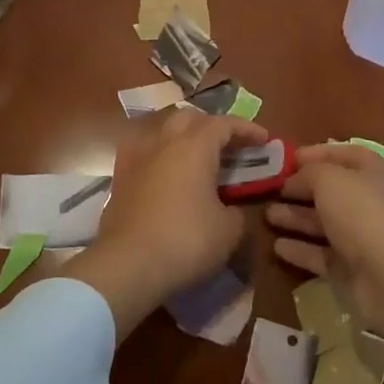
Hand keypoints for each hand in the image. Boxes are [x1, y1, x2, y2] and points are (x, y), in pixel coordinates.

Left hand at [63, 107, 266, 338]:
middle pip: (190, 118)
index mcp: (195, 147)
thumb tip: (230, 209)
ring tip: (196, 155)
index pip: (225, 124)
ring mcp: (137, 157)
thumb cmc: (186, 241)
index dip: (247, 129)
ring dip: (183, 135)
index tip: (264, 140)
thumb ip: (236, 211)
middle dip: (213, 127)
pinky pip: (142, 150)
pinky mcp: (120, 177)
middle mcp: (165, 142)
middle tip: (230, 146)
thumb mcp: (229, 231)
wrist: (128, 265)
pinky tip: (164, 168)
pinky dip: (158, 152)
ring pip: (162, 129)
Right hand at [266, 143, 383, 383]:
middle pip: (328, 190)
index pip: (340, 154)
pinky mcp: (348, 267)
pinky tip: (276, 246)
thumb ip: (308, 173)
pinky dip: (299, 249)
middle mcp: (366, 200)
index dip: (314, 154)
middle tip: (267, 188)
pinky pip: (319, 253)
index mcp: (371, 172)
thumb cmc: (362, 214)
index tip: (284, 159)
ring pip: (321, 222)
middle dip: (298, 188)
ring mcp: (358, 236)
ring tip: (266, 215)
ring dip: (294, 217)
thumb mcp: (330, 179)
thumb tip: (294, 179)